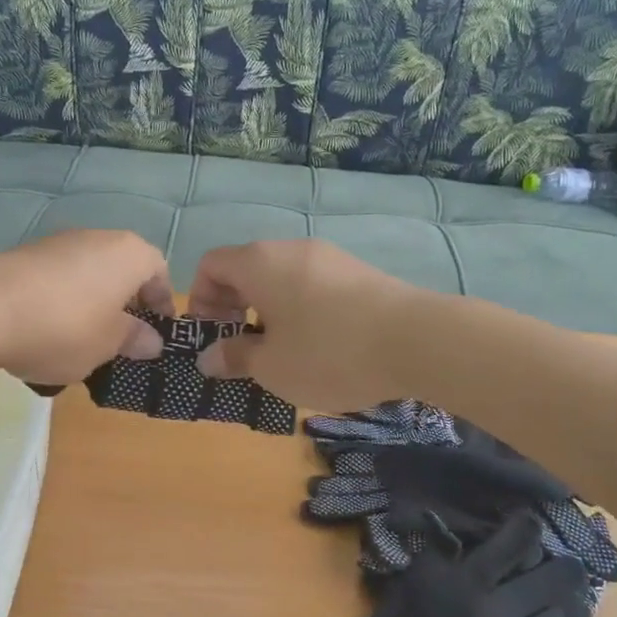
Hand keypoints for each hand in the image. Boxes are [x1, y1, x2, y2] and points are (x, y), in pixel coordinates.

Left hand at [0, 231, 170, 384]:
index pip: (159, 271)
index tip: (158, 332)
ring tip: (82, 341)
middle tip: (122, 339)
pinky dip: (61, 301)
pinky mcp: (24, 255)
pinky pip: (57, 280)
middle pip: (122, 269)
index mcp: (129, 253)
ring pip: (88, 274)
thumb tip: (152, 340)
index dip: (162, 302)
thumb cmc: (65, 327)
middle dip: (125, 303)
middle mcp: (97, 238)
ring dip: (92, 303)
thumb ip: (134, 339)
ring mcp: (57, 243)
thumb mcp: (108, 344)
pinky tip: (46, 332)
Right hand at [188, 239, 420, 409]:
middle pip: (245, 268)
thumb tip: (209, 357)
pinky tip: (316, 345)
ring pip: (280, 277)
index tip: (212, 336)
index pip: (211, 265)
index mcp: (260, 263)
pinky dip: (298, 308)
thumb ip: (235, 358)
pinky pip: (311, 284)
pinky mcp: (358, 272)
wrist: (417, 341)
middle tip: (239, 347)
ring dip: (266, 309)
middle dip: (232, 307)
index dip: (199, 299)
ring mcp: (329, 257)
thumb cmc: (329, 353)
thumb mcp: (272, 366)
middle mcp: (291, 249)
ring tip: (278, 351)